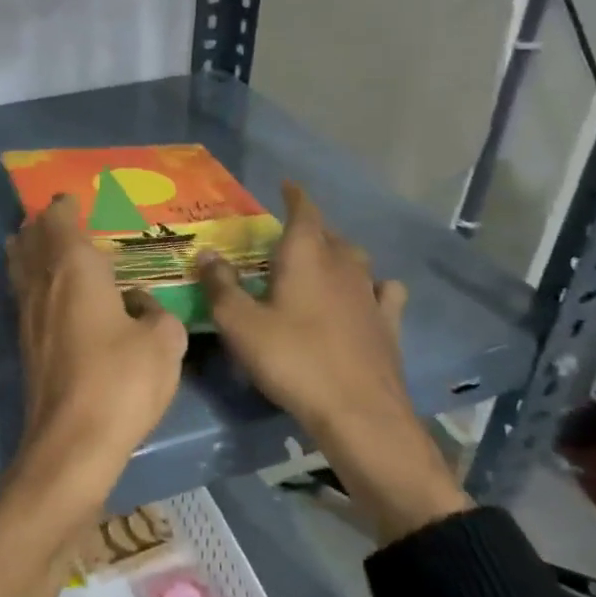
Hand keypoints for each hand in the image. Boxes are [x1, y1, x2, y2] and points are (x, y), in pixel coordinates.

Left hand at [6, 194, 187, 520]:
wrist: (72, 441)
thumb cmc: (122, 382)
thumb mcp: (164, 343)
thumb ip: (157, 313)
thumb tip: (141, 304)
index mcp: (75, 269)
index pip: (61, 222)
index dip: (64, 207)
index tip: (72, 199)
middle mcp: (43, 283)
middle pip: (31, 240)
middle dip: (40, 224)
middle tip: (56, 217)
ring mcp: (27, 314)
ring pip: (18, 266)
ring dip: (27, 249)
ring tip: (39, 243)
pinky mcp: (24, 343)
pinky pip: (22, 294)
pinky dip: (29, 279)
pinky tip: (46, 292)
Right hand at [199, 182, 468, 543]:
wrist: (357, 411)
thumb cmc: (292, 360)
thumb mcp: (240, 324)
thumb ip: (220, 286)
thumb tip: (206, 254)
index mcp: (306, 257)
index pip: (304, 212)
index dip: (294, 196)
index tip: (286, 185)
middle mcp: (343, 266)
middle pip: (329, 234)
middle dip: (311, 228)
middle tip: (289, 234)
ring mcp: (371, 295)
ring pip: (356, 260)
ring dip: (339, 254)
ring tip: (322, 262)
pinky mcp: (389, 325)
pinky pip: (384, 293)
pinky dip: (374, 287)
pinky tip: (369, 296)